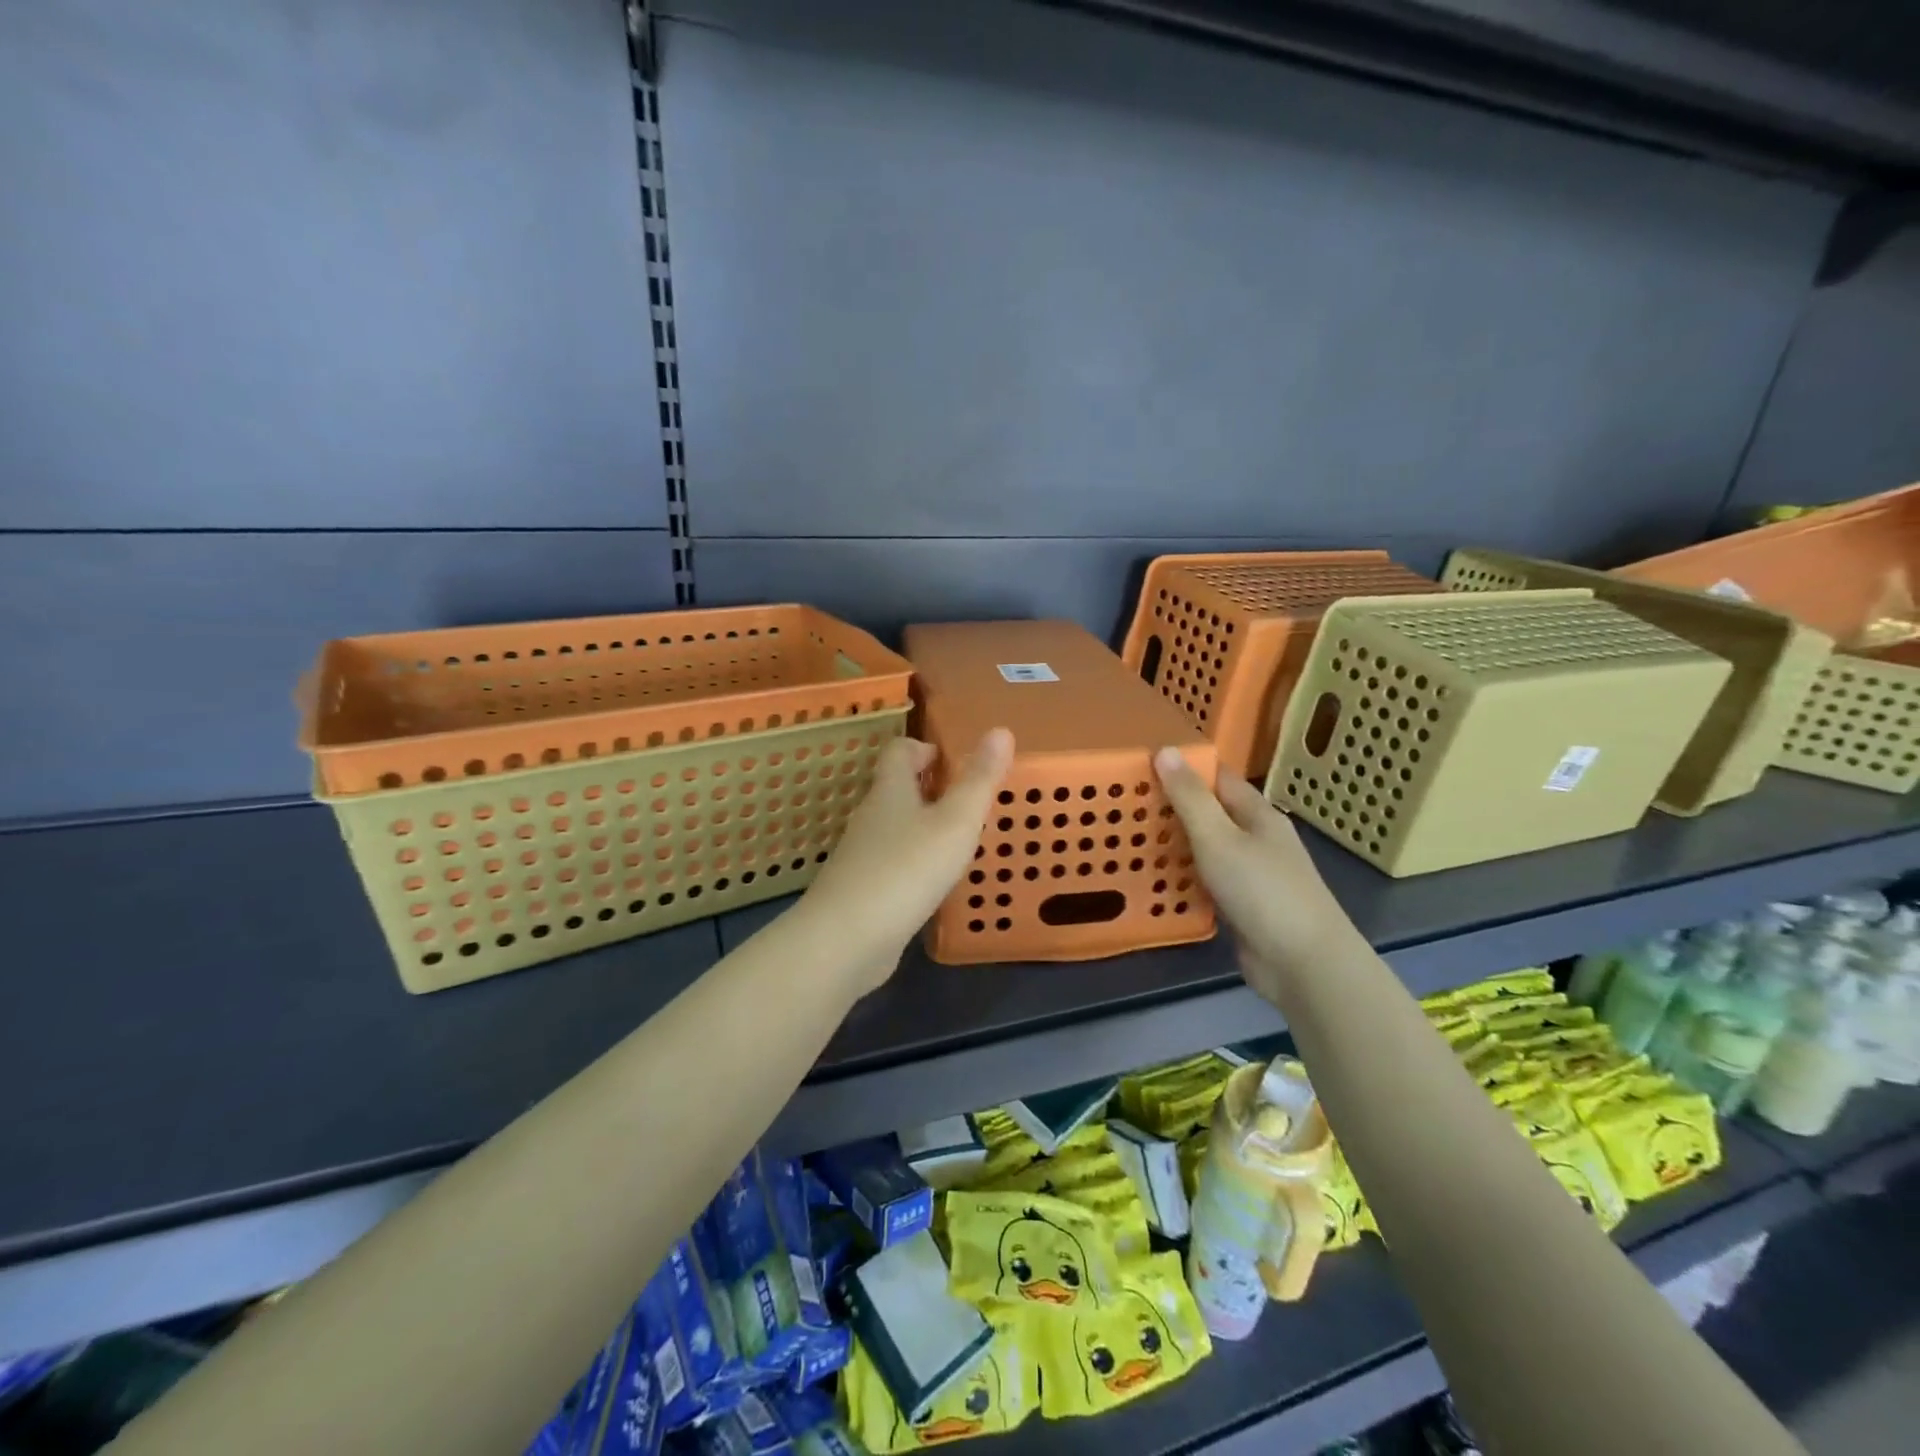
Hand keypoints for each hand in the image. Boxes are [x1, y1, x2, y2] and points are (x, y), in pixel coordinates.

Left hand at [801, 728, 1014, 990]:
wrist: (846, 939)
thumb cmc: (906, 869)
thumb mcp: (956, 821)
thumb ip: (979, 779)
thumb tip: (1001, 730)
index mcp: (890, 791)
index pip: (899, 751)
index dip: (923, 748)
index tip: (951, 759)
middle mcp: (870, 817)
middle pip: (895, 789)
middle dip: (927, 788)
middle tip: (965, 800)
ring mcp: (861, 856)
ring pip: (893, 828)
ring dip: (921, 827)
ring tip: (957, 840)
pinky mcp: (860, 892)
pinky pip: (890, 864)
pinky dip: (912, 863)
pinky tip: (932, 884)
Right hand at [1152, 749, 1365, 1003]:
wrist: (1303, 963)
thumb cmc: (1261, 890)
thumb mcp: (1218, 837)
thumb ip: (1190, 797)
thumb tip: (1166, 749)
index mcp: (1258, 814)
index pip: (1218, 778)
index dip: (1185, 769)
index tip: (1143, 766)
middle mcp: (1257, 839)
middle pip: (1212, 814)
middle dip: (1174, 808)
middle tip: (1126, 805)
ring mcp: (1253, 875)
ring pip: (1208, 850)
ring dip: (1176, 845)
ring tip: (1130, 838)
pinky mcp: (1244, 907)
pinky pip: (1208, 883)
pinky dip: (1185, 879)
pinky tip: (1156, 881)